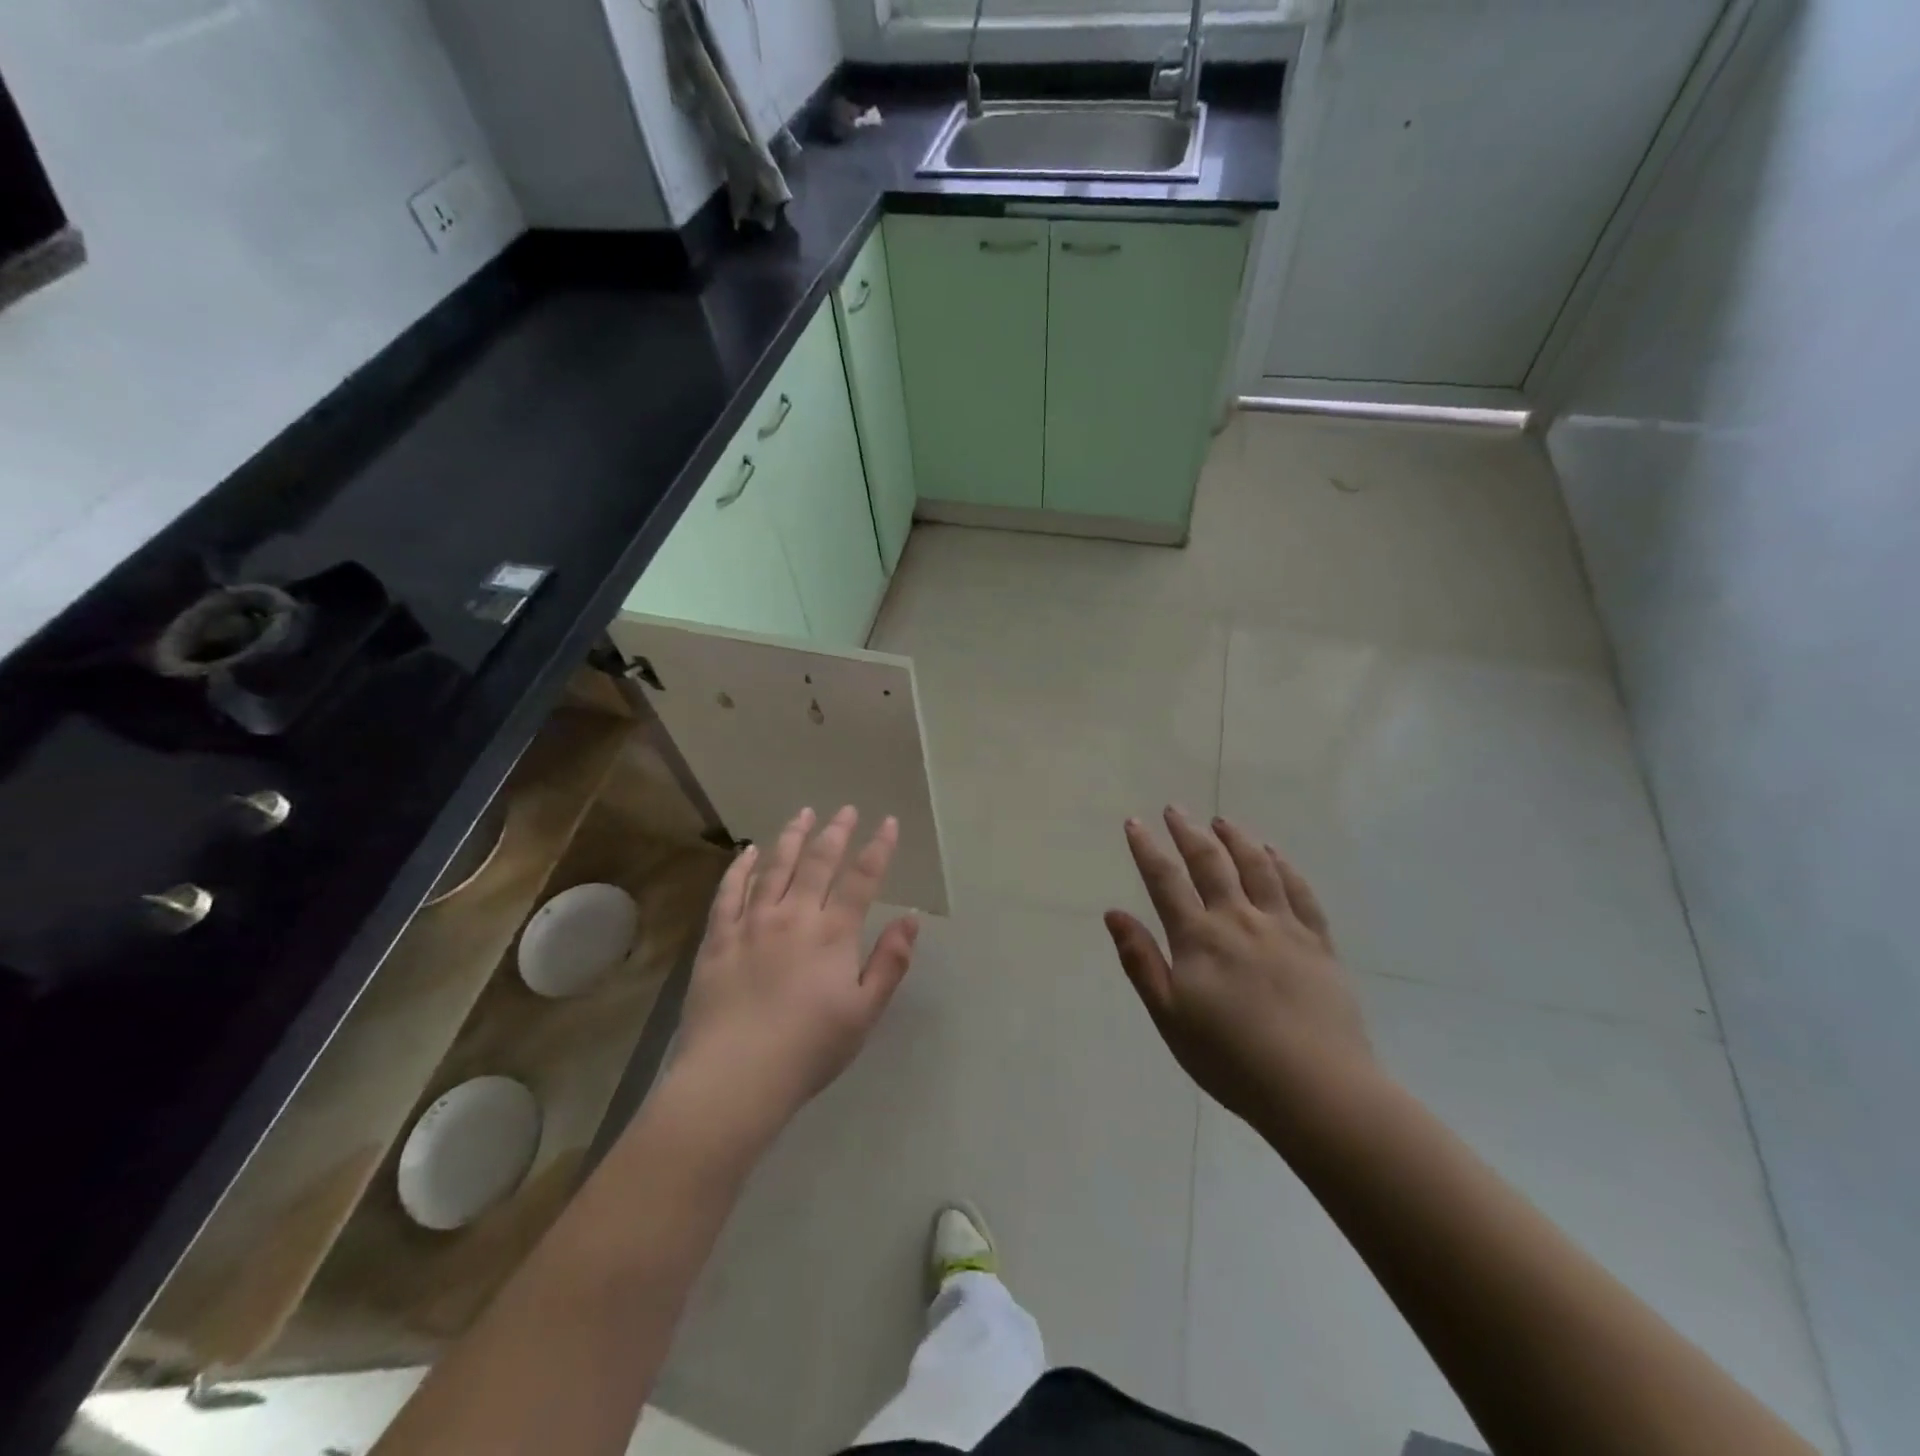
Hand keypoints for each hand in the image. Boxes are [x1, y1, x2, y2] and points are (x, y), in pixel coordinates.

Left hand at [676, 806, 919, 1131]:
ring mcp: (752, 923)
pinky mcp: (718, 937)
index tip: (889, 823)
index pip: (862, 879)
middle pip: (818, 862)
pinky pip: (729, 891)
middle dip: (836, 832)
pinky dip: (742, 867)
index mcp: (833, 934)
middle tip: (845, 810)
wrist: (735, 1076)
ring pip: (775, 867)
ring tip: (803, 814)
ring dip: (792, 837)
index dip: (878, 848)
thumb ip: (889, 962)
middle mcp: (794, 916)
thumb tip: (911, 919)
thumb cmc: (808, 1049)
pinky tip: (750, 851)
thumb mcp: (864, 1012)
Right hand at [1105, 808, 1373, 1132]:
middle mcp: (1239, 919)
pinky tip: (1274, 853)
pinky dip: (1283, 865)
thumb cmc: (1231, 1059)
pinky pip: (1299, 891)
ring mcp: (1283, 927)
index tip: (1135, 823)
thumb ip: (1141, 961)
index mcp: (1199, 938)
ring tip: (1222, 822)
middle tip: (1175, 809)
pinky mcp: (1318, 942)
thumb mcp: (1169, 1017)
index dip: (1147, 849)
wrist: (1317, 1089)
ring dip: (1236, 839)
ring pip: (1257, 867)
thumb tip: (1114, 913)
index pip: (1166, 881)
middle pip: (1211, 863)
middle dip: (1188, 832)